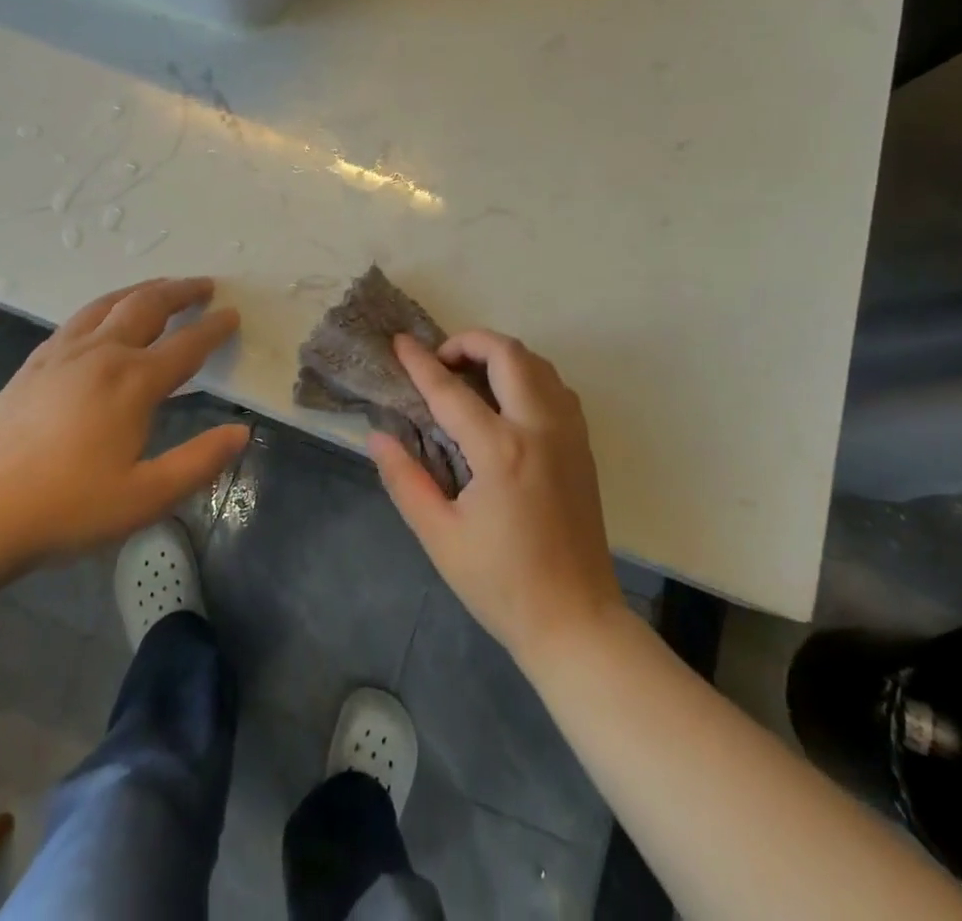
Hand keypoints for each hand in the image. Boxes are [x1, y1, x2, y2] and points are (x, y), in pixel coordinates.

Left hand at [0, 278, 246, 579]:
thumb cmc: (64, 508)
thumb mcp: (144, 498)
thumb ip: (198, 463)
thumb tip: (242, 433)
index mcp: (133, 382)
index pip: (187, 345)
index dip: (214, 329)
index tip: (233, 314)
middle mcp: (102, 354)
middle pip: (148, 307)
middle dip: (181, 292)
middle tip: (205, 285)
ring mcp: (62, 354)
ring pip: (111, 304)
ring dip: (144, 290)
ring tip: (163, 286)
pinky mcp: (34, 363)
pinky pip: (80, 317)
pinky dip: (106, 304)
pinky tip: (104, 315)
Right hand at [370, 331, 623, 667]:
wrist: (575, 620)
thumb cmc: (501, 583)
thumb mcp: (440, 537)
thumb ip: (406, 480)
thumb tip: (378, 437)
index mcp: (501, 451)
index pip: (451, 391)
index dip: (421, 363)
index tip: (400, 342)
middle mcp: (540, 428)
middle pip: (508, 354)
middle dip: (469, 342)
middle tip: (441, 361)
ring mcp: (569, 434)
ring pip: (538, 363)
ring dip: (502, 356)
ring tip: (471, 376)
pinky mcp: (583, 446)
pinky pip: (557, 387)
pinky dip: (529, 376)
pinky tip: (508, 401)